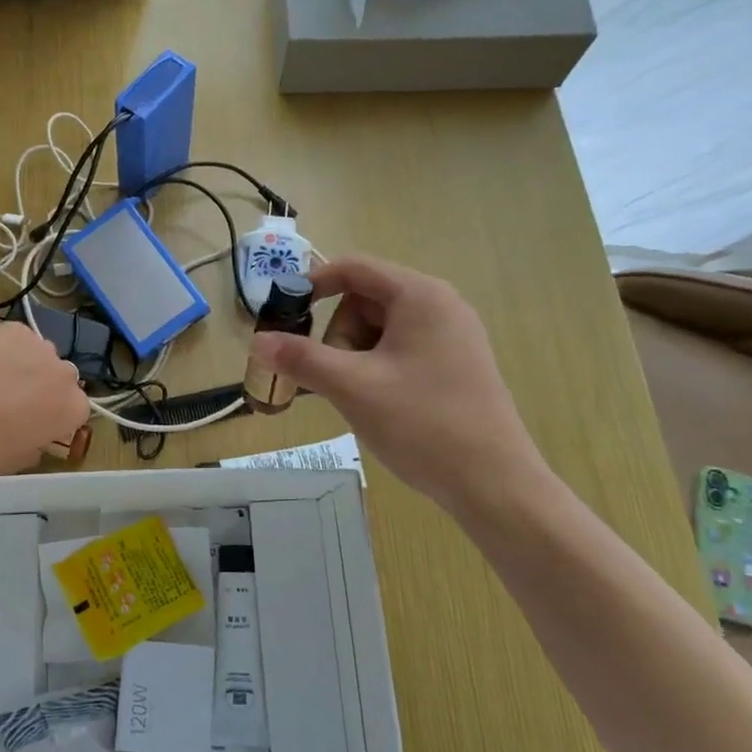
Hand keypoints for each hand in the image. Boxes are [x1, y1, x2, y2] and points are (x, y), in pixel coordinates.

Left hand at [0, 322, 87, 476]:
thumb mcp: (21, 459)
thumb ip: (39, 443)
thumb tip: (35, 436)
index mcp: (74, 408)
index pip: (77, 408)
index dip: (56, 414)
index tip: (38, 421)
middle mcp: (66, 374)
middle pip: (62, 377)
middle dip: (46, 386)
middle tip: (17, 399)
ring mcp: (42, 347)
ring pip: (41, 354)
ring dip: (28, 364)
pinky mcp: (16, 329)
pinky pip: (17, 338)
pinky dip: (6, 347)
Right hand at [247, 255, 549, 520]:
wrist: (495, 484)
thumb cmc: (422, 424)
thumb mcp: (351, 387)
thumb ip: (300, 358)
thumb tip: (256, 341)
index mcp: (420, 295)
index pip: (353, 268)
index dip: (313, 285)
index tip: (285, 319)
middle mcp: (440, 305)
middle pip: (365, 301)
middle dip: (340, 336)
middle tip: (340, 378)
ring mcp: (453, 336)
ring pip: (381, 330)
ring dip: (357, 358)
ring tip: (362, 398)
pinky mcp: (457, 364)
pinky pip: (401, 350)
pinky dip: (378, 370)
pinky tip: (381, 405)